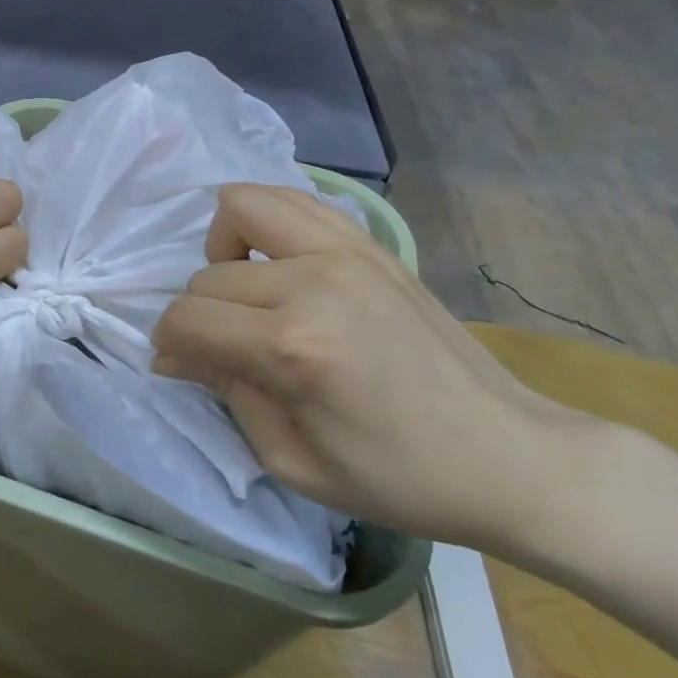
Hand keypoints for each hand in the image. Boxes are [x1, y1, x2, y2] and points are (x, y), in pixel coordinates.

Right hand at [151, 184, 597, 553]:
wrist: (507, 455)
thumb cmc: (397, 478)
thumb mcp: (291, 460)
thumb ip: (225, 392)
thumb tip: (172, 353)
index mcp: (293, 347)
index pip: (188, 317)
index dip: (170, 342)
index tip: (181, 364)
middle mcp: (314, 282)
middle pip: (209, 274)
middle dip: (200, 314)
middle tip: (226, 348)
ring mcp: (347, 252)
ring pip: (243, 205)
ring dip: (225, 245)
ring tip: (247, 286)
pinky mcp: (372, 244)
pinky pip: (294, 200)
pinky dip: (267, 222)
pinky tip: (279, 263)